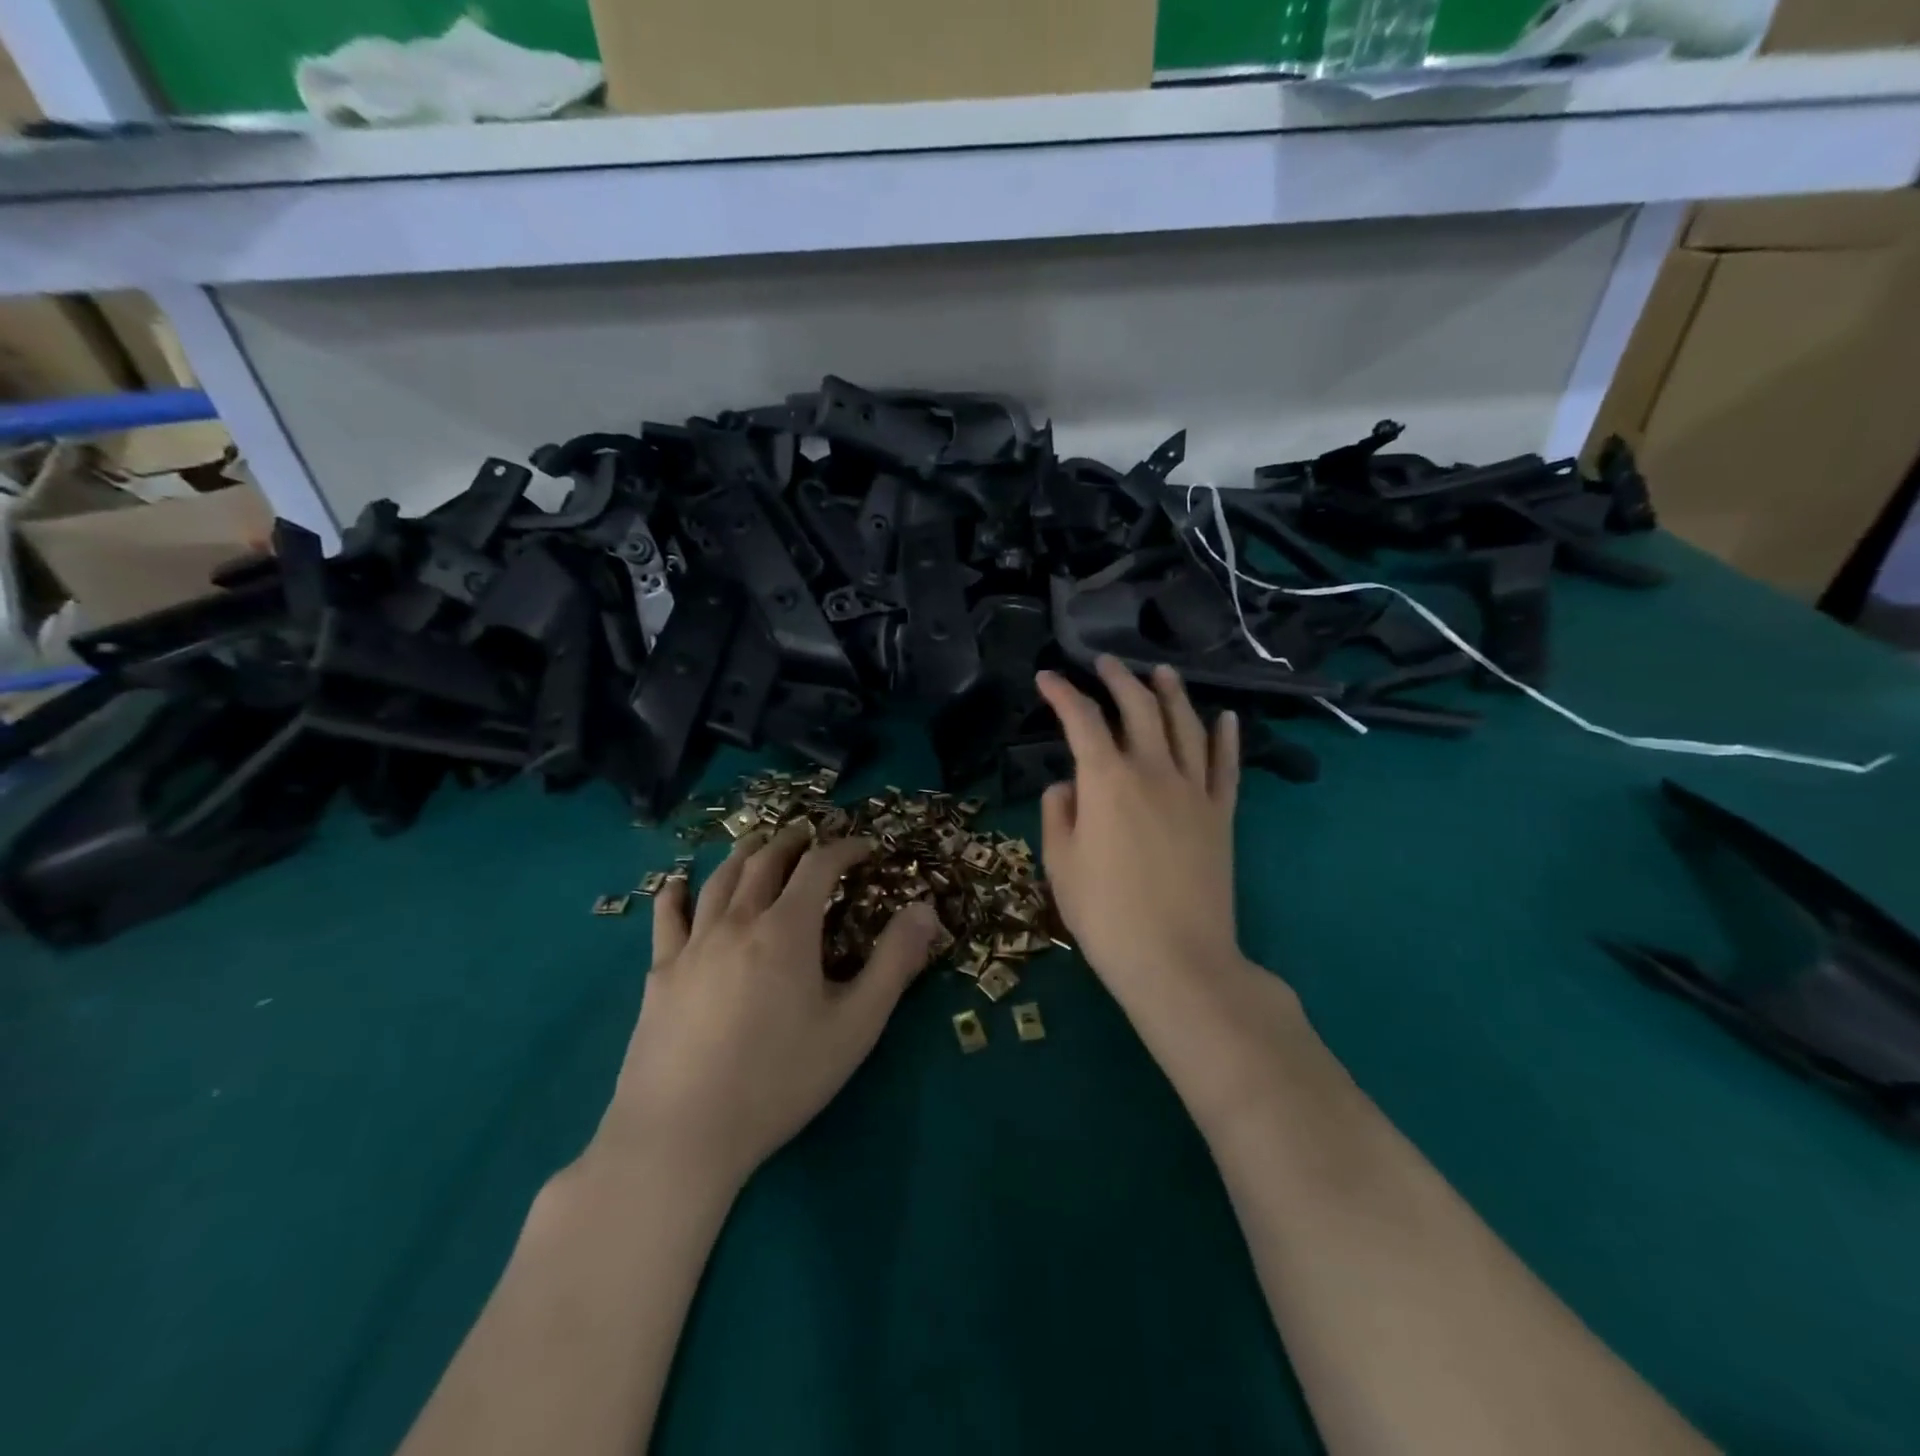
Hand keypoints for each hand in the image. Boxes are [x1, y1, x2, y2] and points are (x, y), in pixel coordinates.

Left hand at [596, 825, 941, 1187]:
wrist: (683, 1134)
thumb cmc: (780, 1080)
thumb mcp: (855, 1025)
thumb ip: (895, 963)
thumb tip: (925, 910)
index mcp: (787, 929)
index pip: (819, 866)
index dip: (845, 849)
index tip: (864, 847)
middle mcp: (738, 921)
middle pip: (765, 861)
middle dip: (793, 841)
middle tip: (810, 835)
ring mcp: (693, 944)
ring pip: (720, 880)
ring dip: (744, 854)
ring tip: (759, 845)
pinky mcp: (660, 973)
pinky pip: (667, 917)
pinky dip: (676, 892)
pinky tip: (679, 884)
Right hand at [1035, 657, 1247, 1002]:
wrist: (1177, 959)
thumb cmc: (1106, 915)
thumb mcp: (1060, 865)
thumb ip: (1058, 814)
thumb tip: (1066, 786)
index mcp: (1106, 780)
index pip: (1082, 720)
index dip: (1062, 694)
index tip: (1047, 677)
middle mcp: (1153, 771)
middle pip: (1139, 708)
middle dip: (1119, 679)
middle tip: (1105, 662)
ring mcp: (1194, 790)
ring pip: (1186, 725)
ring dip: (1172, 693)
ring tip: (1162, 672)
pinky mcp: (1222, 815)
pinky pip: (1227, 765)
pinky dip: (1226, 736)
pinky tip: (1225, 717)